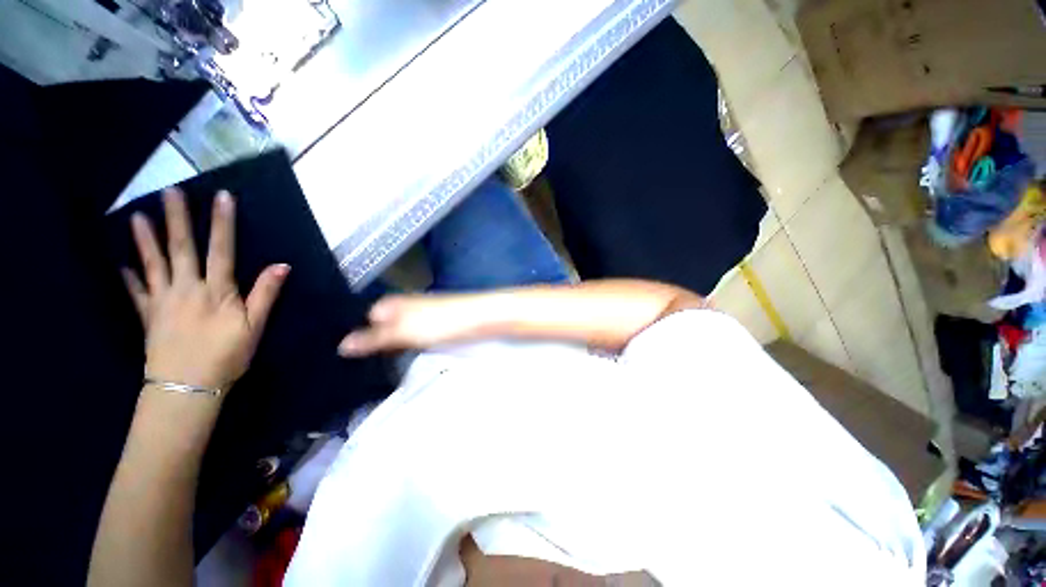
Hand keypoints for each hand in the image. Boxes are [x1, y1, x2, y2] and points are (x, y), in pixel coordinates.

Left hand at [123, 189, 289, 392]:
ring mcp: (163, 301)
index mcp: (217, 290)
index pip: (222, 249)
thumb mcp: (256, 325)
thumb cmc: (228, 355)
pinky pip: (136, 292)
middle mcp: (187, 288)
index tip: (222, 197)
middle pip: (182, 248)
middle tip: (170, 191)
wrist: (188, 386)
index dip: (222, 223)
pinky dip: (128, 277)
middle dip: (177, 218)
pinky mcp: (148, 316)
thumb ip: (266, 293)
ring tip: (138, 216)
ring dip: (145, 239)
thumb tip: (282, 265)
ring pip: (153, 264)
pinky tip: (121, 265)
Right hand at [338, 294, 482, 355]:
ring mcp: (419, 317)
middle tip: (354, 369)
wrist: (479, 318)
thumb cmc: (440, 322)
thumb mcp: (402, 331)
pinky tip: (400, 360)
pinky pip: (411, 338)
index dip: (355, 337)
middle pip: (380, 327)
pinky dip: (404, 348)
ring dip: (387, 348)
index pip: (364, 319)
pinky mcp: (433, 327)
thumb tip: (340, 345)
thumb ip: (373, 338)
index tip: (343, 360)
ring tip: (371, 370)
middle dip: (370, 344)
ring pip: (395, 333)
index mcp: (391, 303)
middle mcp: (403, 307)